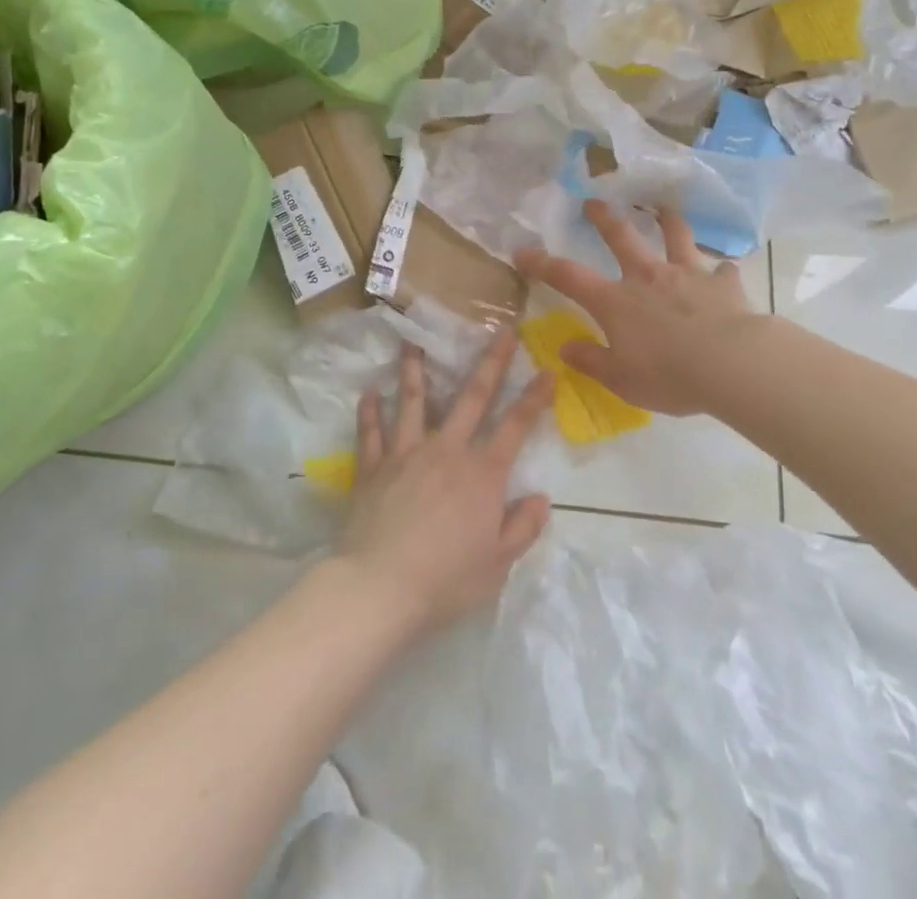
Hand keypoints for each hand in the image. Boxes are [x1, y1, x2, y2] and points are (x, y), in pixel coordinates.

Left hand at [334, 334, 552, 638]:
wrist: (379, 587)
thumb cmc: (445, 580)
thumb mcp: (497, 564)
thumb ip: (522, 528)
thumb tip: (540, 497)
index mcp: (482, 473)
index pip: (516, 426)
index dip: (534, 397)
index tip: (547, 370)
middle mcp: (447, 451)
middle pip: (472, 397)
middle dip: (491, 362)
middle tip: (501, 331)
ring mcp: (406, 454)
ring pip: (413, 401)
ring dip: (414, 369)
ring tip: (412, 341)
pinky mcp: (373, 467)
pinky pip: (371, 432)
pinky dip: (369, 411)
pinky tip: (368, 392)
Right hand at [513, 200, 761, 414]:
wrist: (731, 364)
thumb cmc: (669, 375)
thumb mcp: (621, 379)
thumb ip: (591, 360)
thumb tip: (564, 348)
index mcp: (616, 301)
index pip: (569, 277)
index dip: (543, 264)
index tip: (523, 252)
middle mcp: (648, 277)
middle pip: (621, 237)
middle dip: (604, 218)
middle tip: (594, 202)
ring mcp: (687, 274)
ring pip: (675, 236)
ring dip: (668, 220)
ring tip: (664, 209)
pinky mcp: (722, 284)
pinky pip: (722, 272)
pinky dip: (720, 272)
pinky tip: (723, 273)